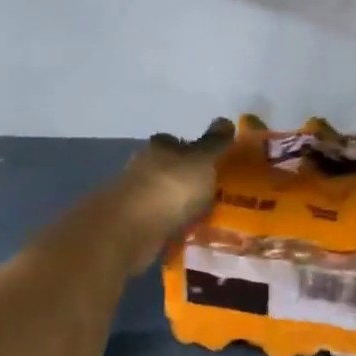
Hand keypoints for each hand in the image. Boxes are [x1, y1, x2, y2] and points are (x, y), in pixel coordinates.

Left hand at [107, 118, 235, 269]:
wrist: (132, 227)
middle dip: (186, 179)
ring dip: (176, 204)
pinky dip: (169, 225)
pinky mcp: (130, 223)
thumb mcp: (202, 160)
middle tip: (211, 192)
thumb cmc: (172, 186)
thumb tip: (225, 120)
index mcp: (159, 147)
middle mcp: (142, 166)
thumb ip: (214, 143)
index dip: (193, 151)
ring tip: (202, 218)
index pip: (176, 142)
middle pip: (168, 168)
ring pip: (162, 196)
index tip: (211, 164)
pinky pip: (157, 221)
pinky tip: (184, 235)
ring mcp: (134, 196)